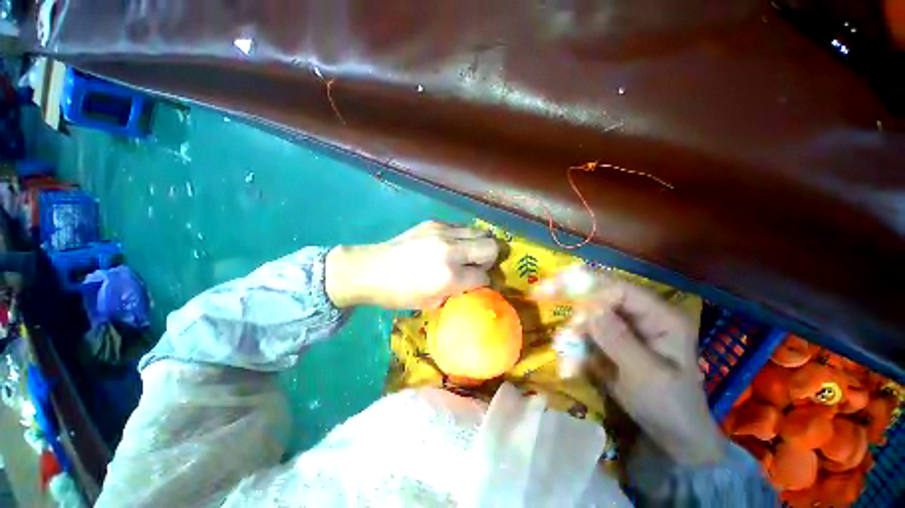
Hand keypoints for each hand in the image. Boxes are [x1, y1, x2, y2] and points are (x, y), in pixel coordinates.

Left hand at [326, 221, 498, 308]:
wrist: (370, 269)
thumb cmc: (398, 294)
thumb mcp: (430, 303)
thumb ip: (457, 292)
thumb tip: (472, 283)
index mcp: (449, 276)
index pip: (484, 275)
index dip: (484, 281)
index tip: (478, 282)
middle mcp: (451, 250)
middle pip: (491, 246)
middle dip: (490, 259)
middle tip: (478, 265)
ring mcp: (443, 232)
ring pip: (481, 231)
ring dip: (479, 244)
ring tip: (468, 253)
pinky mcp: (434, 223)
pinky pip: (461, 227)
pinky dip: (463, 237)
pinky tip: (451, 245)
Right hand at [533, 268, 725, 465]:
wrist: (672, 435)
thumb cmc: (669, 405)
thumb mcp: (646, 375)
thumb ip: (618, 340)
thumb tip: (590, 307)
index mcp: (661, 317)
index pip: (620, 290)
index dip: (590, 289)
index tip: (560, 294)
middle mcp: (641, 315)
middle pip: (601, 295)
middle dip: (572, 298)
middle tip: (541, 293)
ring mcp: (624, 327)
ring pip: (589, 314)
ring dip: (572, 328)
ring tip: (563, 346)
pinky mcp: (611, 340)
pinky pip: (587, 331)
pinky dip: (574, 341)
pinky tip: (569, 356)